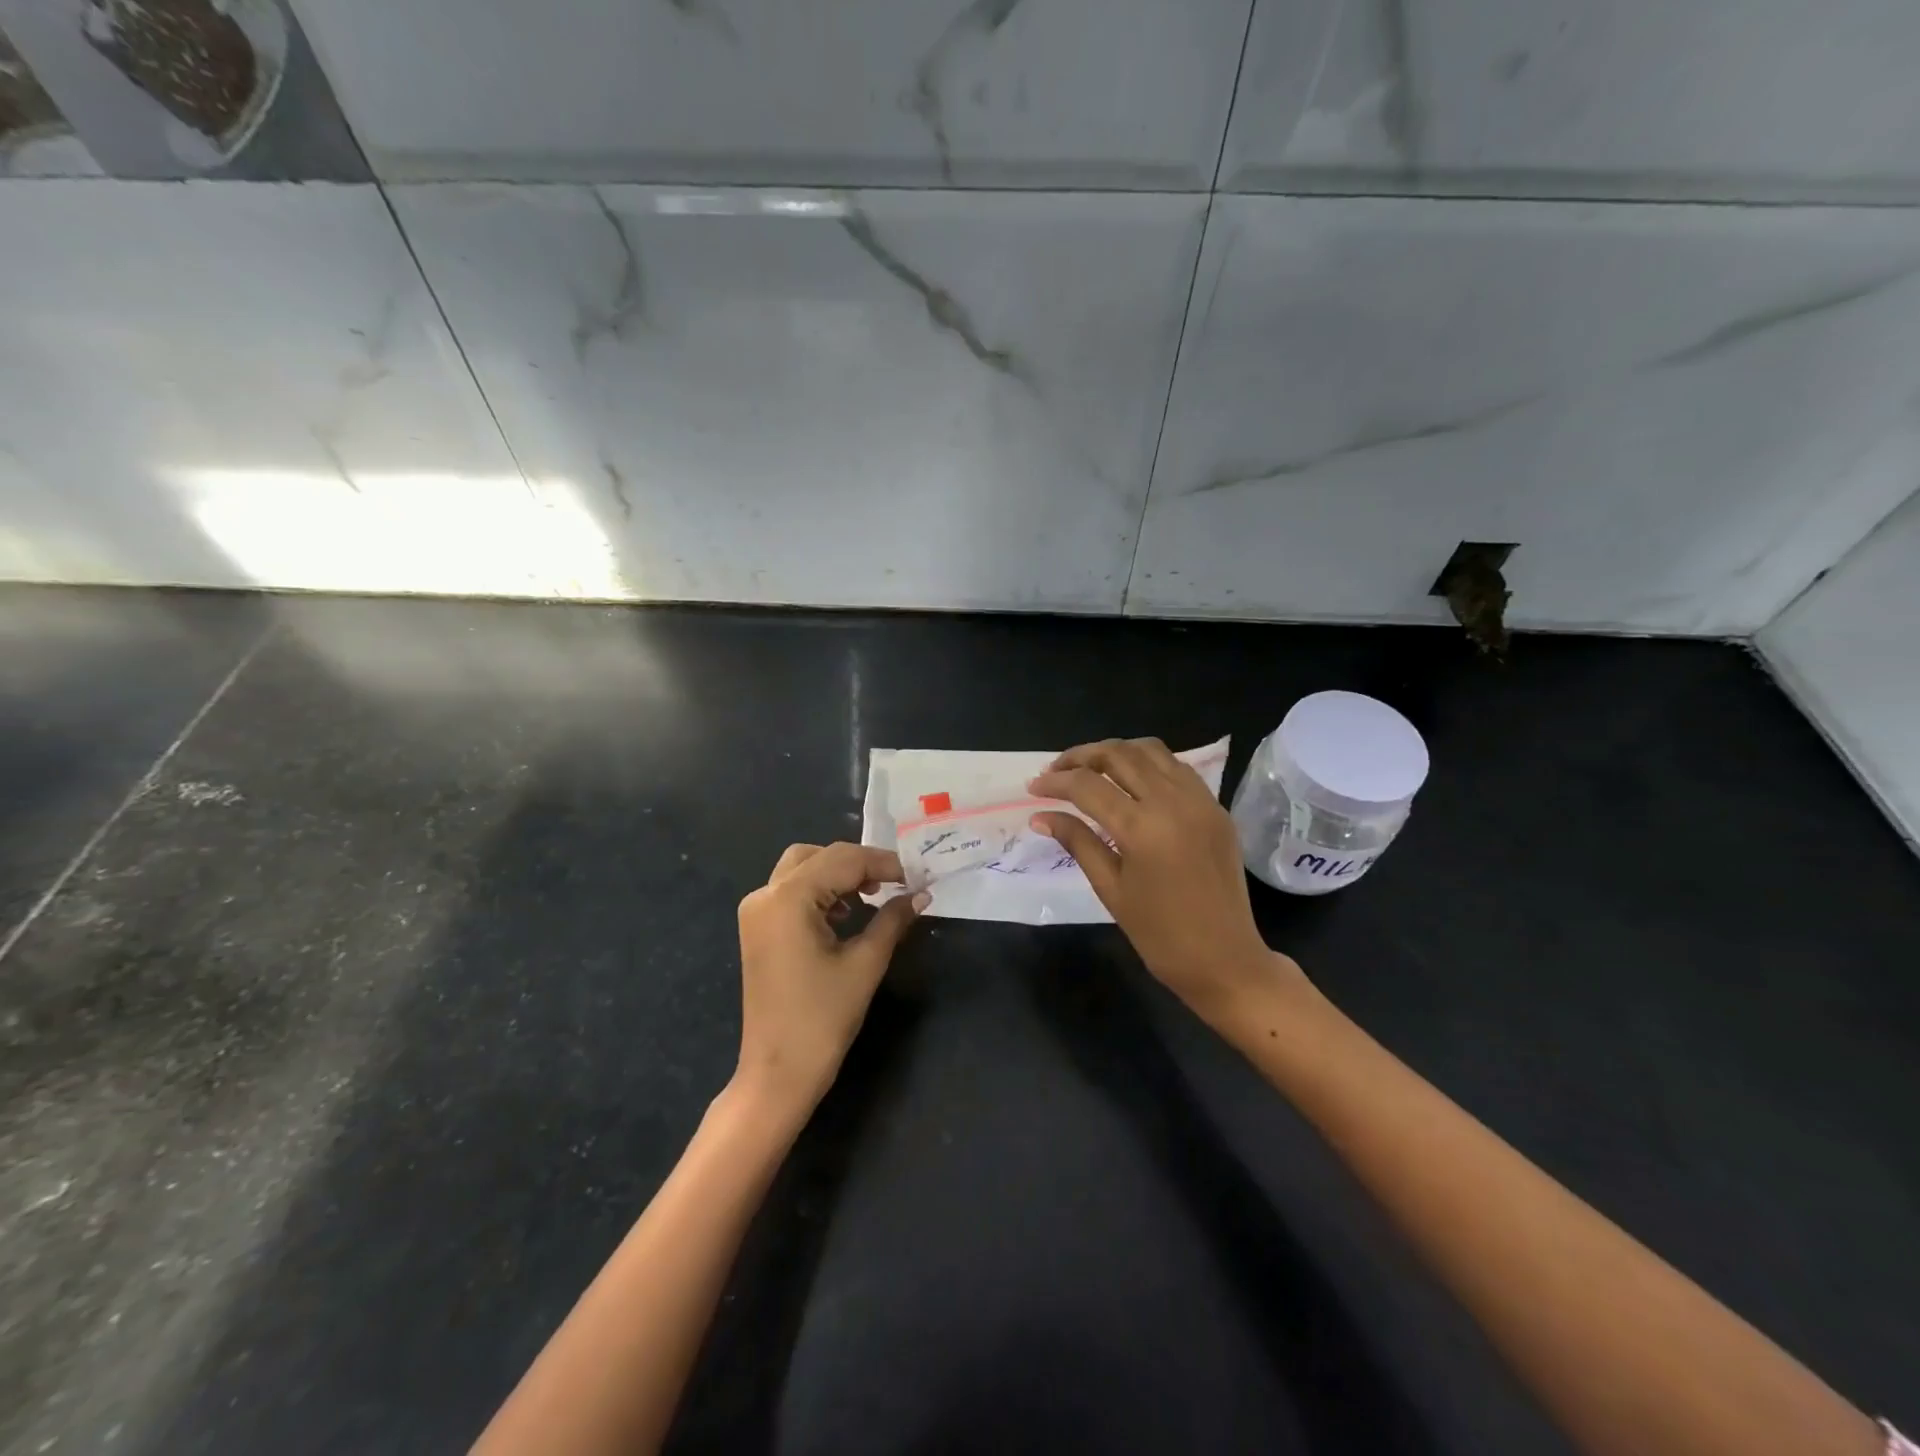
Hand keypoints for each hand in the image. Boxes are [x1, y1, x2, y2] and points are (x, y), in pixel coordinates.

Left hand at [734, 843, 927, 1115]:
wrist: (778, 1072)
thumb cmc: (823, 1019)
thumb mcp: (865, 963)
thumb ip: (892, 920)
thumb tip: (920, 894)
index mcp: (788, 898)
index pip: (843, 860)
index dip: (884, 862)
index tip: (917, 874)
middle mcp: (765, 894)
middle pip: (818, 856)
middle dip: (859, 863)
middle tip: (895, 882)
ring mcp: (756, 912)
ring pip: (802, 869)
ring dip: (838, 875)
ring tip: (875, 895)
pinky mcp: (758, 929)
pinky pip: (791, 891)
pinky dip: (821, 891)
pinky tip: (847, 912)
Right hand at [1029, 738, 1305, 1020]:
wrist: (1225, 960)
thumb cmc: (1160, 935)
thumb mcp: (1110, 888)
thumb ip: (1077, 842)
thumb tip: (1040, 816)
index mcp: (1142, 828)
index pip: (1088, 785)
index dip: (1055, 782)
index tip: (1032, 787)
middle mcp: (1172, 802)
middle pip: (1118, 754)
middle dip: (1081, 756)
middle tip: (1056, 771)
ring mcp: (1199, 800)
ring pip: (1150, 750)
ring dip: (1115, 752)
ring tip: (1090, 769)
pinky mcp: (1215, 807)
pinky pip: (1176, 767)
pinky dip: (1147, 763)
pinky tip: (1130, 781)